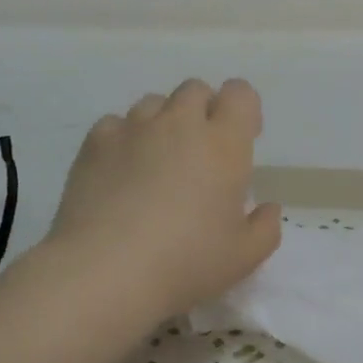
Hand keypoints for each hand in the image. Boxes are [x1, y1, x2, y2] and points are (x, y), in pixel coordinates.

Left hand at [45, 79, 281, 317]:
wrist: (107, 272)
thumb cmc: (187, 263)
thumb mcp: (245, 257)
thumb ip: (266, 227)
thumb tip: (268, 208)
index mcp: (224, 145)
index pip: (240, 94)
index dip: (244, 110)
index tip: (243, 139)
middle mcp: (179, 124)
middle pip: (195, 90)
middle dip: (204, 111)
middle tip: (202, 154)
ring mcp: (133, 129)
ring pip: (154, 103)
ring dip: (164, 123)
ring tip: (159, 162)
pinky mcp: (94, 144)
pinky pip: (115, 124)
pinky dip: (125, 139)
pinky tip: (122, 173)